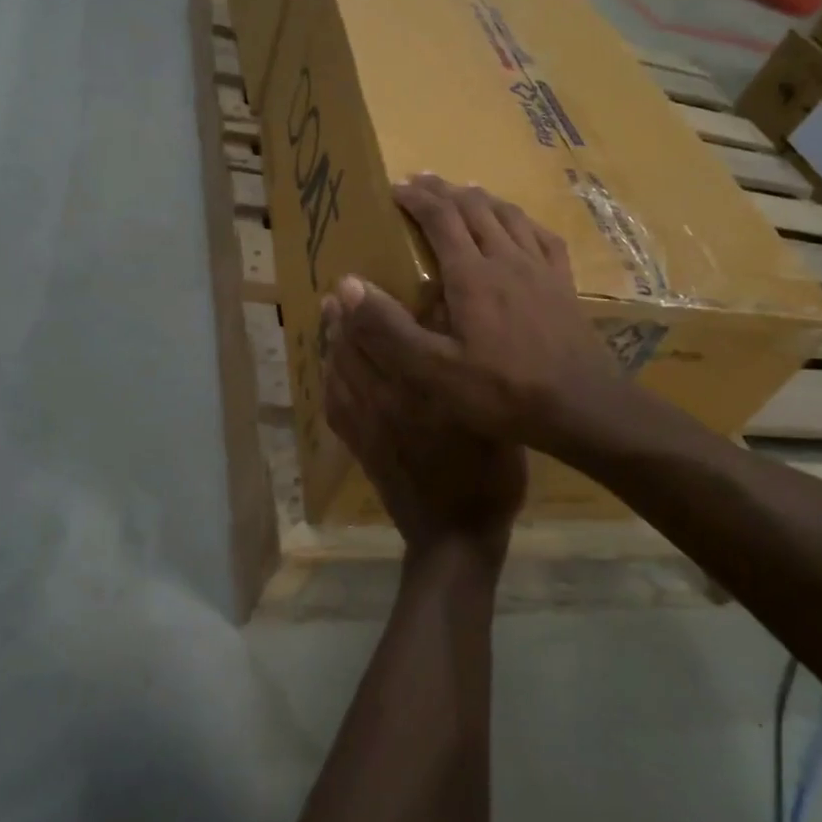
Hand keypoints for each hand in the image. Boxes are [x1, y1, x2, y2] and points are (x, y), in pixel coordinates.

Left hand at [322, 281, 525, 574]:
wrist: (454, 538)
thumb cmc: (488, 476)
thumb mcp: (494, 420)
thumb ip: (471, 376)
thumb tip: (453, 330)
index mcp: (422, 389)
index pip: (383, 336)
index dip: (364, 306)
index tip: (352, 282)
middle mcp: (387, 401)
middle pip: (353, 350)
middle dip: (342, 319)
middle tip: (337, 295)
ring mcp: (367, 426)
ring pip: (338, 373)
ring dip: (331, 344)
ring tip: (328, 320)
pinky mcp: (359, 448)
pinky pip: (333, 407)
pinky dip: (328, 381)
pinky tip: (329, 369)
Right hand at [335, 175, 624, 451]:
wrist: (580, 407)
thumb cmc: (501, 391)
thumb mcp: (433, 370)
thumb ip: (388, 328)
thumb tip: (345, 285)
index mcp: (472, 274)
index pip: (440, 218)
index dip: (416, 198)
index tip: (395, 188)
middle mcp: (506, 258)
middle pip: (474, 207)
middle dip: (443, 190)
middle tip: (421, 182)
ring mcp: (540, 269)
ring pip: (508, 215)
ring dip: (480, 198)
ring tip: (463, 193)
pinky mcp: (563, 284)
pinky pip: (542, 236)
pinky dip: (521, 220)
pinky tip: (518, 225)